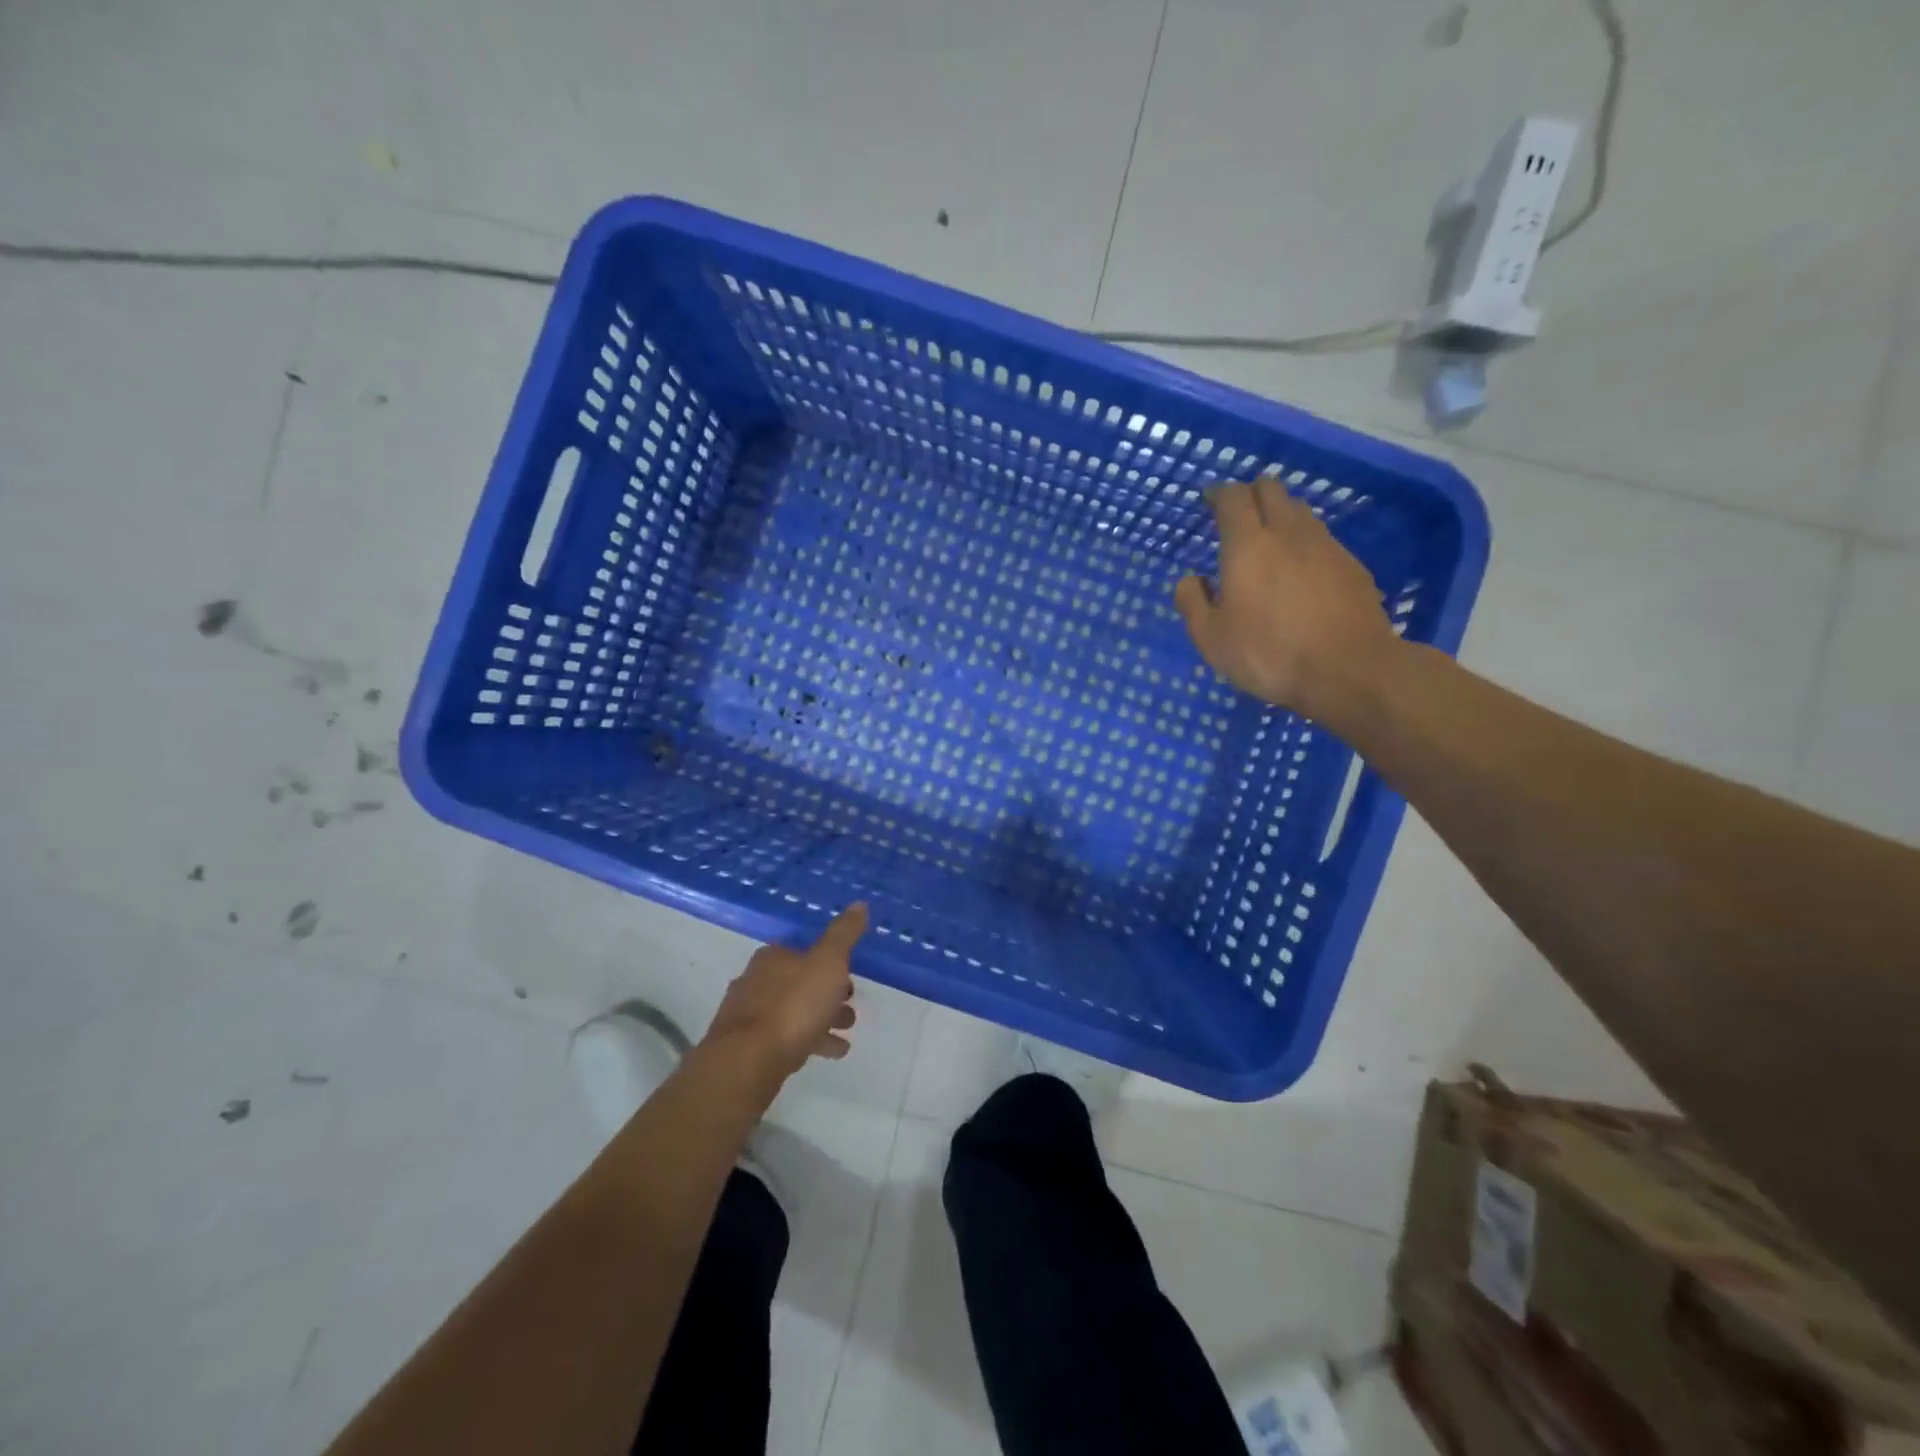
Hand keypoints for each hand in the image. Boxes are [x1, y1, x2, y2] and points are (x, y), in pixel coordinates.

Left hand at [700, 904, 867, 1087]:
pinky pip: (786, 1038)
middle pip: (799, 982)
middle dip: (827, 993)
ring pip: (793, 1012)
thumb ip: (844, 934)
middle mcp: (756, 981)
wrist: (747, 1062)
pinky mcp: (747, 1048)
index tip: (851, 976)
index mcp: (773, 957)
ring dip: (821, 1018)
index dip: (830, 962)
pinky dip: (810, 1040)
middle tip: (851, 1006)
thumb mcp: (829, 962)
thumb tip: (859, 904)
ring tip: (846, 1031)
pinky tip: (832, 1052)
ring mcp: (749, 1016)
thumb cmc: (793, 1005)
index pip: (804, 951)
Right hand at [1174, 480, 1399, 718]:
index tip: (1209, 500)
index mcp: (1247, 545)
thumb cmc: (1269, 654)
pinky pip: (1322, 538)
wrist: (1349, 670)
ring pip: (1299, 511)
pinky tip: (1301, 570)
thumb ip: (1193, 603)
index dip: (1218, 493)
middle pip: (1271, 490)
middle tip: (1237, 514)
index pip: (1232, 498)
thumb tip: (1191, 580)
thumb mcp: (1211, 639)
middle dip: (1251, 493)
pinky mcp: (1352, 565)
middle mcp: (1288, 533)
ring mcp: (1326, 546)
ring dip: (1280, 514)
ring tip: (1268, 539)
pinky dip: (1304, 542)